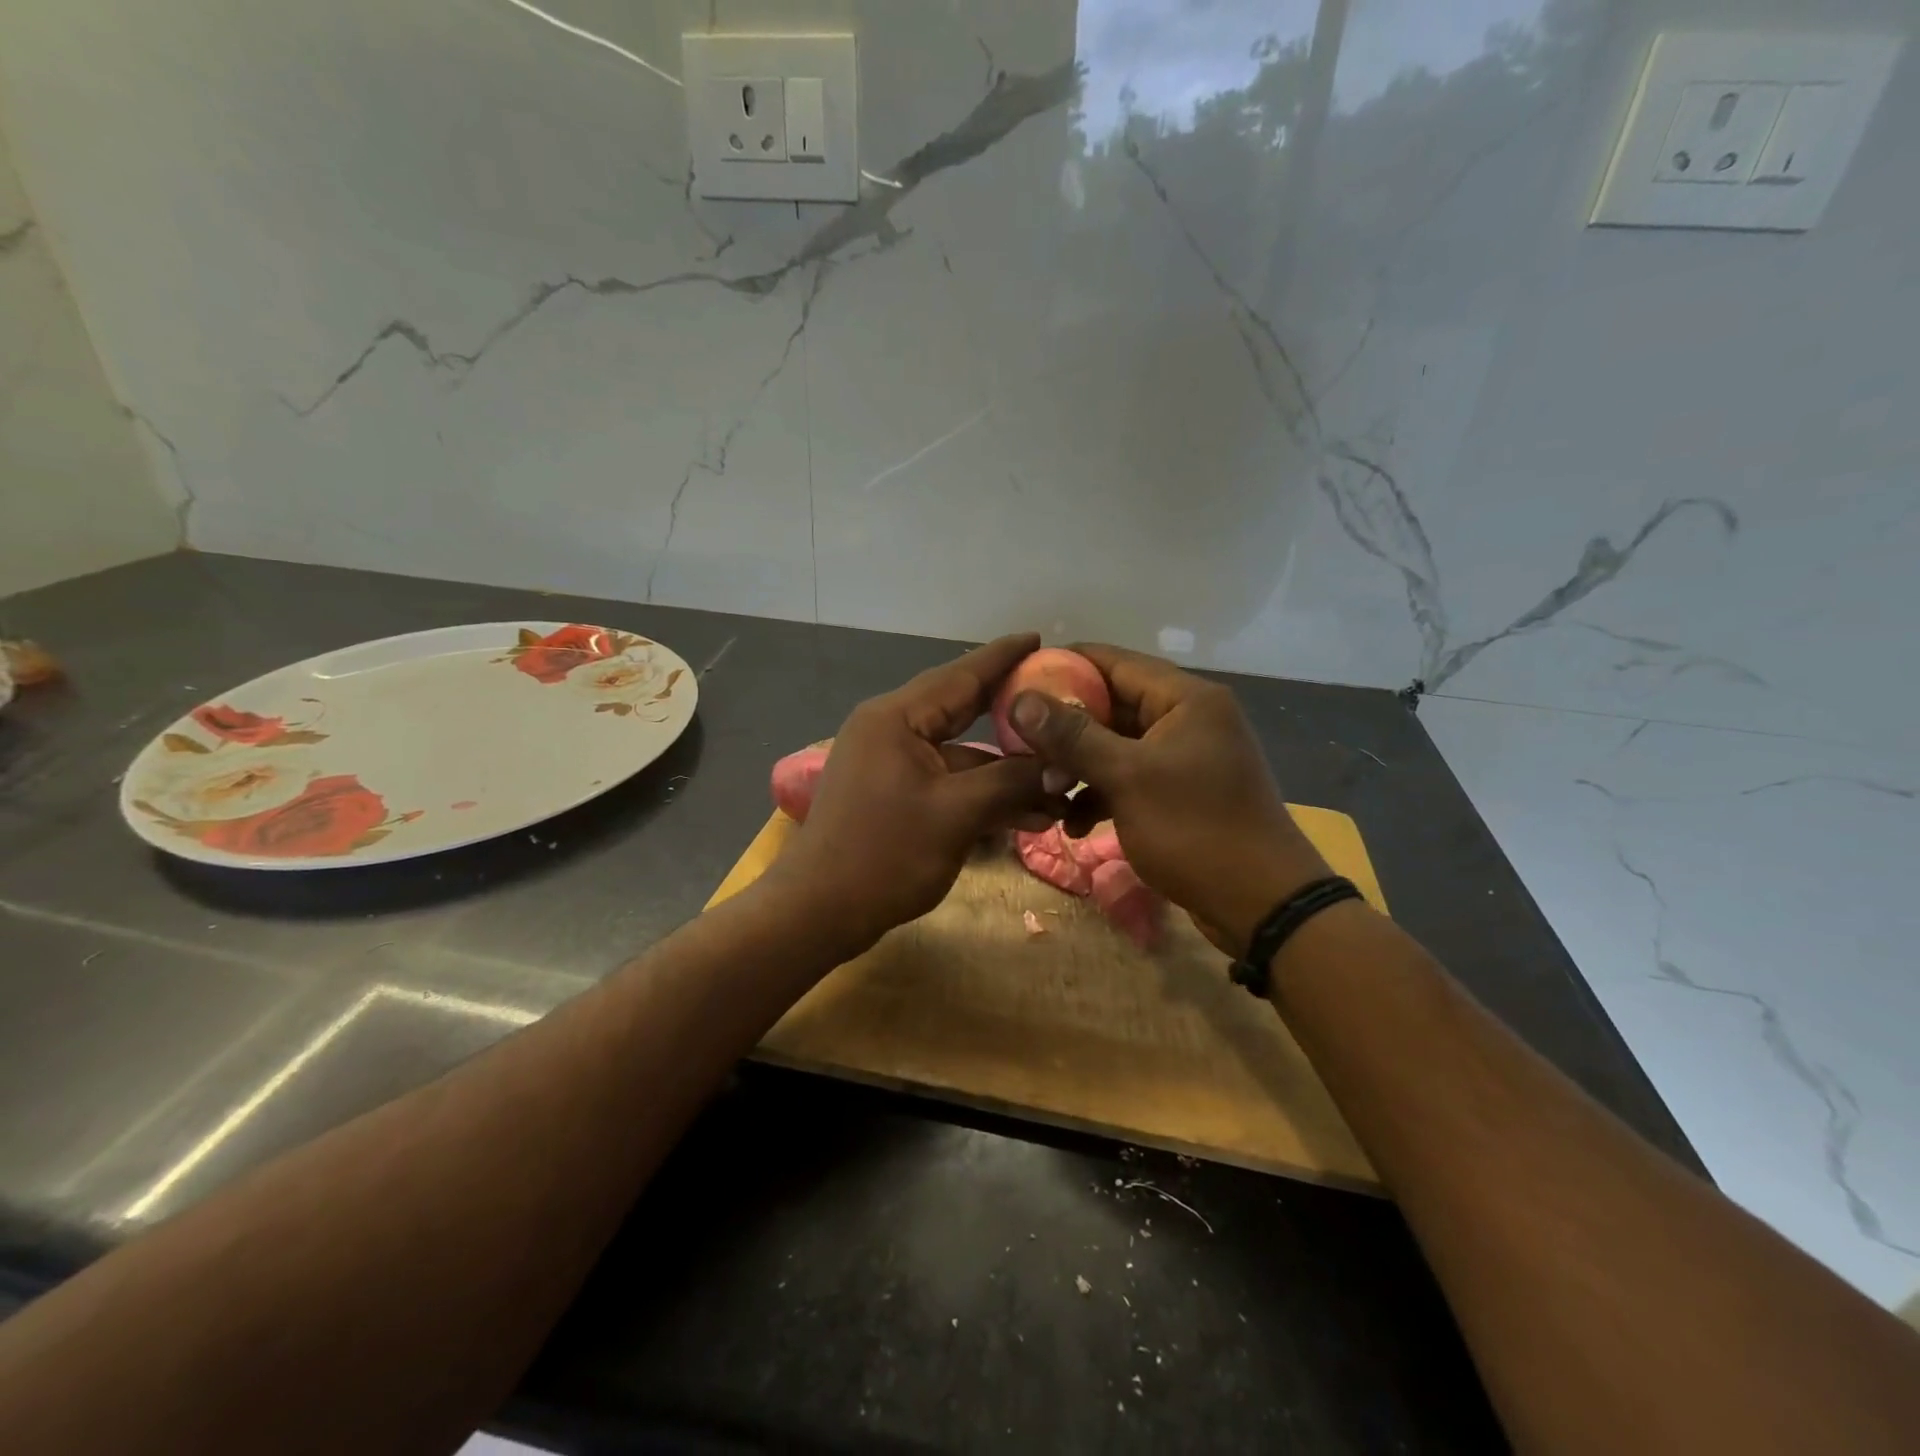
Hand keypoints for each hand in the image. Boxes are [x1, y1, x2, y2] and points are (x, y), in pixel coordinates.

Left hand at [773, 633, 1055, 952]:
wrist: (818, 913)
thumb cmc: (884, 855)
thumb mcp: (957, 815)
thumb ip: (1011, 782)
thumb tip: (1060, 767)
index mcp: (896, 718)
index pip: (960, 675)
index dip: (1003, 658)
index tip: (1039, 638)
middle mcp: (891, 730)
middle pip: (962, 711)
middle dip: (1013, 717)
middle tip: (1061, 703)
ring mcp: (891, 764)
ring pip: (960, 756)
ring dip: (1005, 774)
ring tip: (1060, 789)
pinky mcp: (894, 795)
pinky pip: (947, 782)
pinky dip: (982, 795)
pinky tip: (1027, 816)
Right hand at [1008, 643, 1330, 954]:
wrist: (1261, 904)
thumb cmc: (1195, 829)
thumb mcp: (1128, 778)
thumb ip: (1073, 736)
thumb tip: (1021, 700)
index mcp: (1185, 698)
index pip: (1113, 662)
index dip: (1063, 666)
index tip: (1017, 680)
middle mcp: (1187, 718)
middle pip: (1112, 705)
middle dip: (1065, 728)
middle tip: (1019, 744)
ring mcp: (1185, 757)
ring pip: (1117, 746)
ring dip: (1079, 766)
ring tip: (1044, 791)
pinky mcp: (1180, 792)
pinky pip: (1130, 778)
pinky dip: (1101, 794)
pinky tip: (1075, 824)